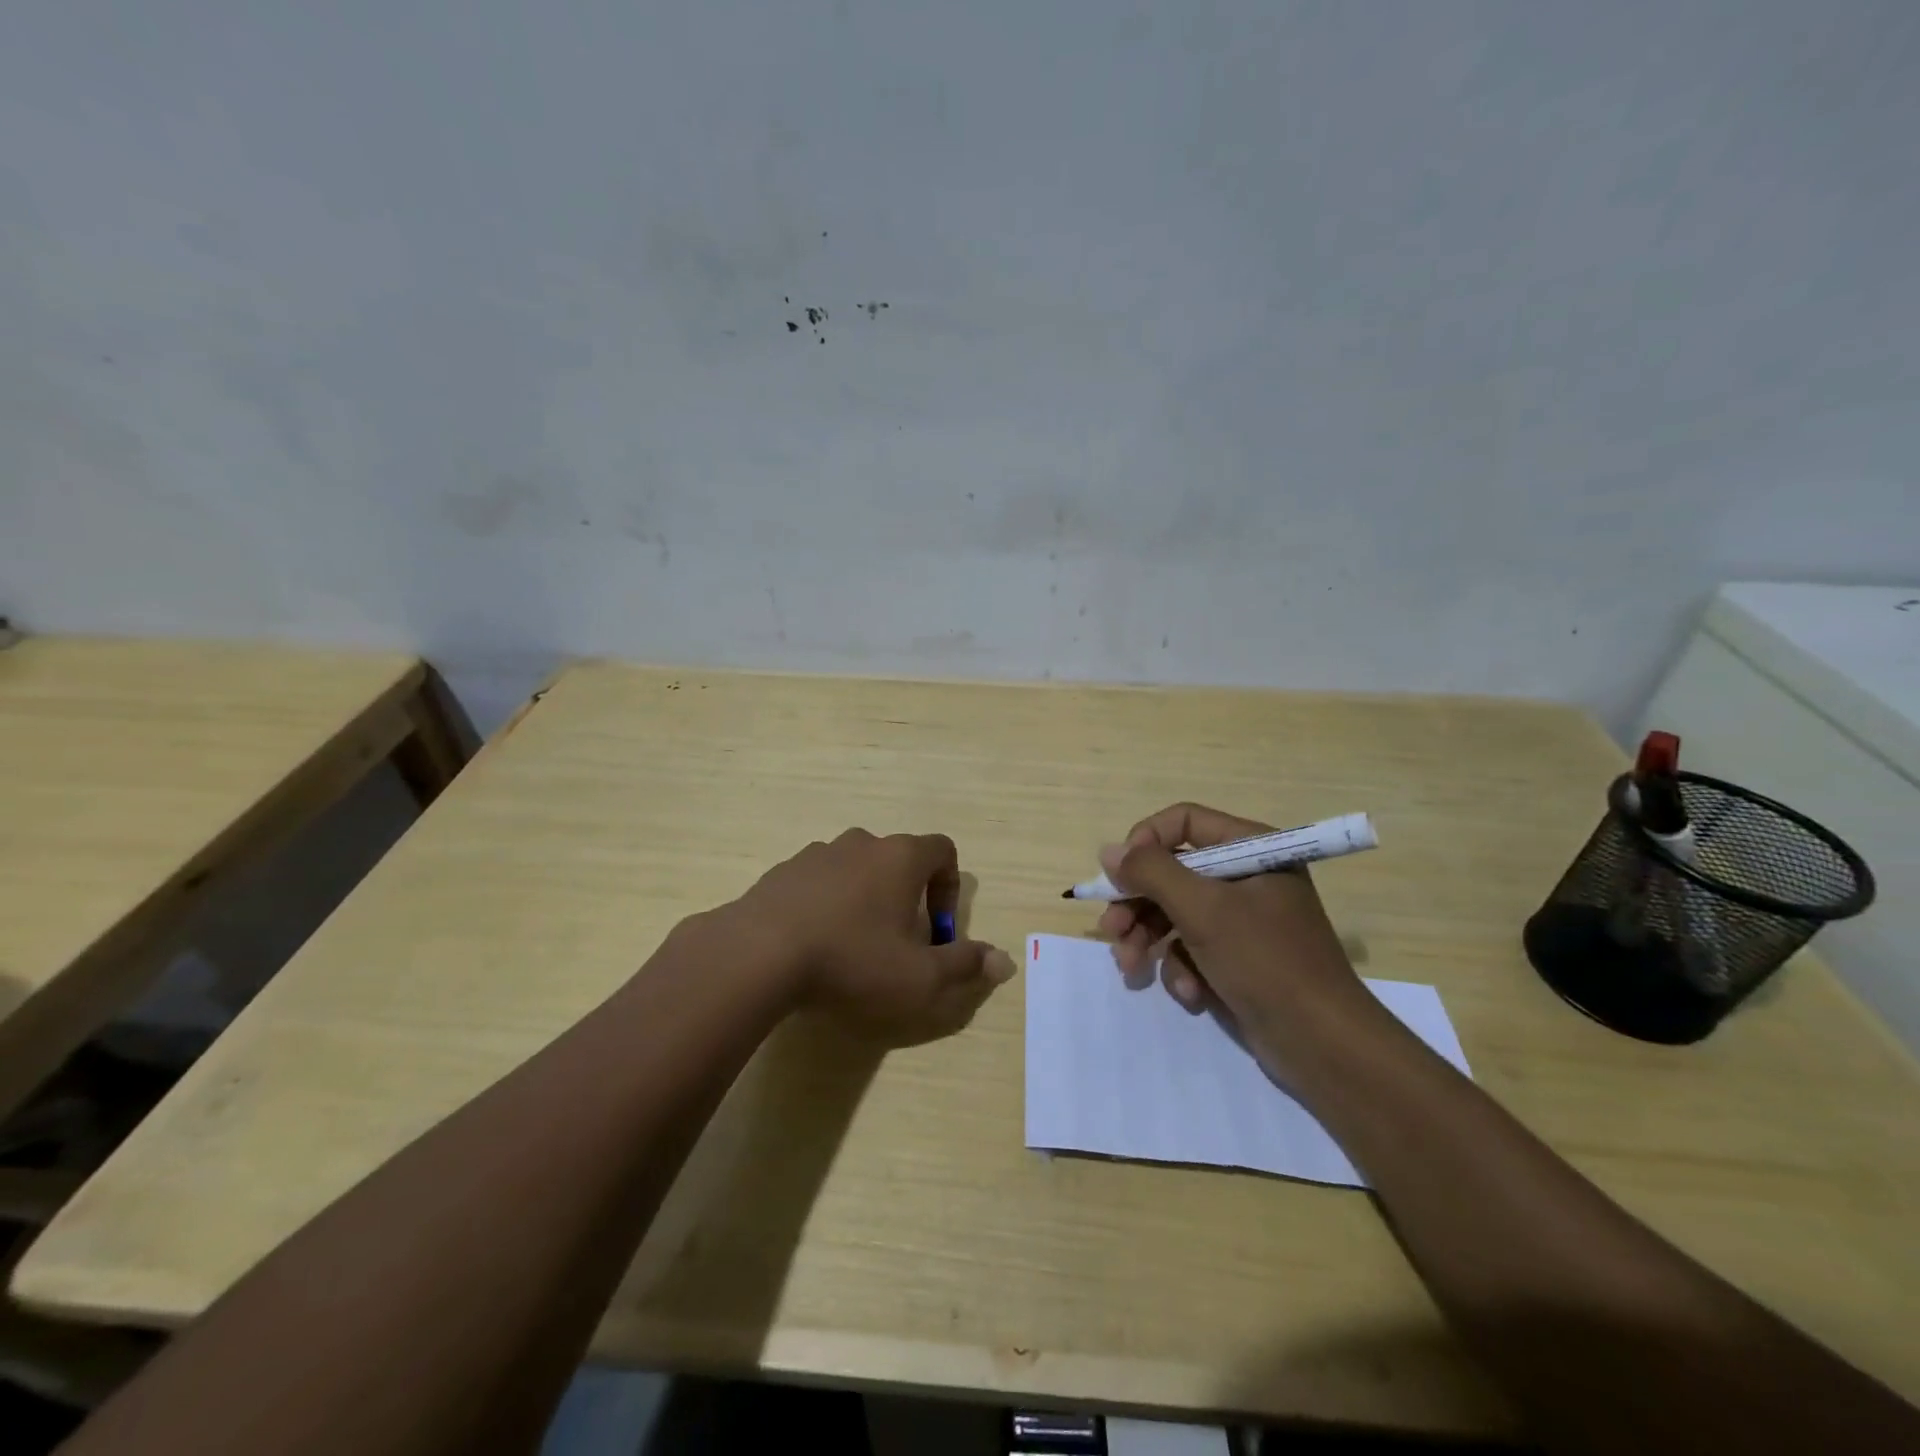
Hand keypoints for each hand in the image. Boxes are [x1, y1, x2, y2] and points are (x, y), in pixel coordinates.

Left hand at [726, 828, 1015, 1044]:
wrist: (758, 954)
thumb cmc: (852, 961)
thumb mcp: (920, 978)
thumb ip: (966, 966)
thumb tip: (1005, 961)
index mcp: (900, 857)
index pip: (944, 851)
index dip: (949, 889)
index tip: (937, 931)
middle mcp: (861, 843)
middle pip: (899, 861)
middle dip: (907, 899)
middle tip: (897, 945)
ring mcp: (817, 853)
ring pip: (857, 870)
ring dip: (865, 900)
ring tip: (852, 947)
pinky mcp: (782, 871)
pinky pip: (819, 882)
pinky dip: (827, 905)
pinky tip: (813, 945)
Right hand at [1096, 803, 1392, 1080]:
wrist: (1323, 1045)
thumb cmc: (1265, 961)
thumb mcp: (1202, 910)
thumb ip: (1151, 873)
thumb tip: (1109, 851)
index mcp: (1251, 848)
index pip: (1184, 822)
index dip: (1145, 842)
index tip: (1119, 874)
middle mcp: (1246, 876)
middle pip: (1172, 872)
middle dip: (1137, 904)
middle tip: (1111, 931)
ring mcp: (1242, 919)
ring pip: (1174, 913)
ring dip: (1149, 940)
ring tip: (1131, 968)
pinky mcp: (1237, 956)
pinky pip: (1192, 948)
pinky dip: (1182, 969)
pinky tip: (1189, 994)